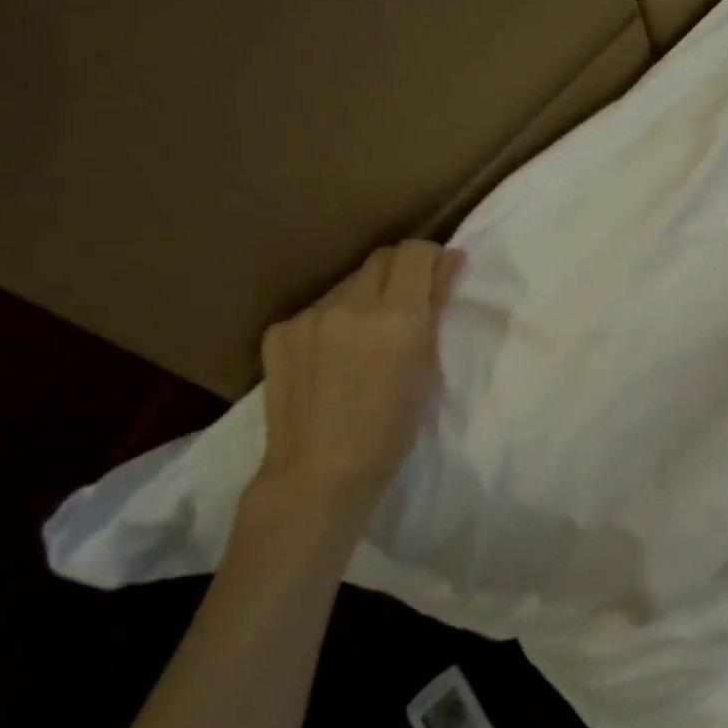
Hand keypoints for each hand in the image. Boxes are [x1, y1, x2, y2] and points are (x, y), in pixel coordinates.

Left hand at [256, 239, 465, 525]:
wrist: (319, 474)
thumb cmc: (391, 428)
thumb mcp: (427, 367)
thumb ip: (435, 306)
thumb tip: (450, 259)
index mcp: (396, 316)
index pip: (415, 252)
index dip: (431, 257)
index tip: (437, 276)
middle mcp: (350, 305)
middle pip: (381, 259)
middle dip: (400, 273)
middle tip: (406, 307)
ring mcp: (308, 316)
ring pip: (348, 284)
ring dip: (365, 297)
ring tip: (364, 338)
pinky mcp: (278, 332)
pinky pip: (317, 309)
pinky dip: (332, 321)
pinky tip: (330, 356)